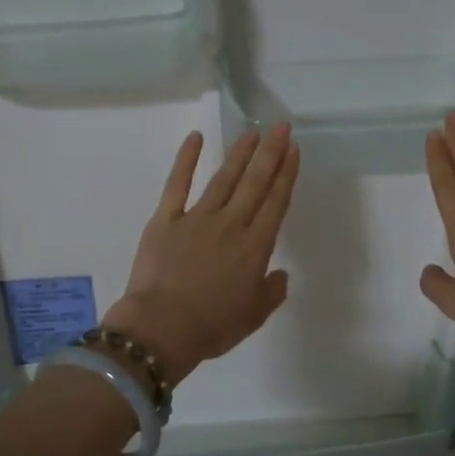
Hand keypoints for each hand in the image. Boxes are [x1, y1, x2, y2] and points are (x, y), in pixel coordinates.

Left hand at [104, 125, 299, 384]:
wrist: (161, 329)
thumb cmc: (211, 327)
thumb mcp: (253, 316)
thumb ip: (271, 292)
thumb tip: (279, 274)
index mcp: (254, 248)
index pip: (276, 203)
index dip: (286, 174)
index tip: (293, 150)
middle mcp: (230, 225)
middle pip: (255, 183)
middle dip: (270, 153)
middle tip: (280, 127)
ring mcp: (196, 218)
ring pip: (223, 179)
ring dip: (239, 154)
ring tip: (251, 133)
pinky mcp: (165, 219)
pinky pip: (177, 184)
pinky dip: (186, 160)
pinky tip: (195, 138)